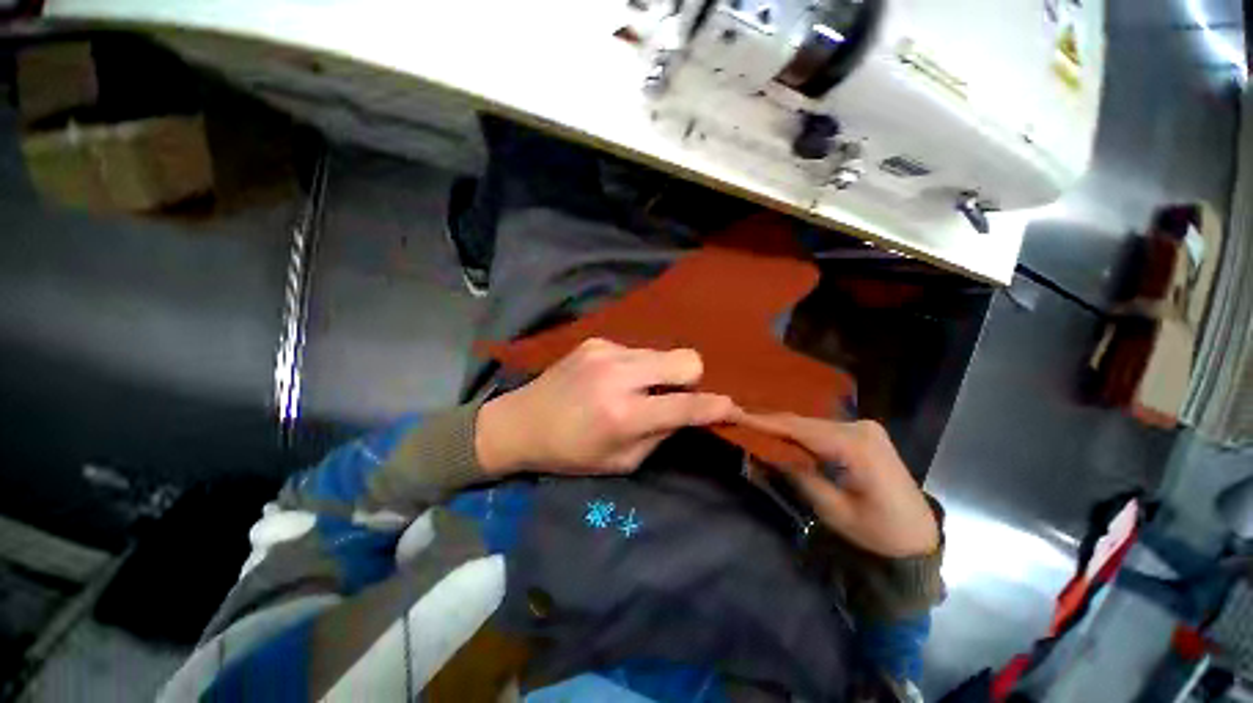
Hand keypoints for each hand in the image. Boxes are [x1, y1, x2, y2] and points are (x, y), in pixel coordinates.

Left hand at [475, 339, 738, 475]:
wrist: (521, 421)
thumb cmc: (571, 452)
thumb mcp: (620, 461)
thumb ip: (659, 435)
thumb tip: (686, 412)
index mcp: (623, 415)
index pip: (684, 406)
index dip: (714, 407)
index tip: (729, 406)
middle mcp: (618, 376)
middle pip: (685, 359)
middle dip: (690, 378)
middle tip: (673, 395)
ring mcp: (606, 352)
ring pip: (662, 352)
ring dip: (660, 372)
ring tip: (637, 388)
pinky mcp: (597, 341)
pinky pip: (636, 350)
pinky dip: (636, 366)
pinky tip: (613, 379)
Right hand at [739, 414, 938, 557]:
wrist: (918, 537)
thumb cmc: (878, 532)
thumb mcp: (833, 510)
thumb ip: (800, 476)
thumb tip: (768, 454)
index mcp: (856, 447)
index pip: (801, 429)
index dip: (766, 422)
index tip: (738, 415)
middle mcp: (861, 428)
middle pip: (806, 423)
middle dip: (772, 422)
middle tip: (740, 419)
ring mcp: (865, 428)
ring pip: (813, 423)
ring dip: (785, 426)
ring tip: (753, 424)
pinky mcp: (865, 433)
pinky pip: (824, 428)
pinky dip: (801, 431)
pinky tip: (782, 431)